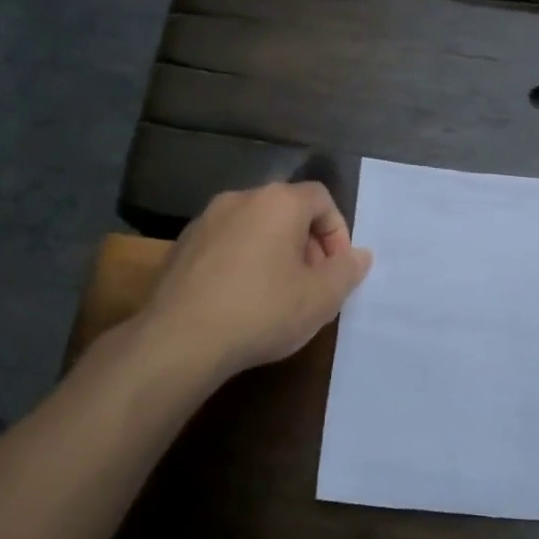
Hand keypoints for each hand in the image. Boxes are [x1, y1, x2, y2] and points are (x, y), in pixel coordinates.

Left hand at [144, 182, 372, 377]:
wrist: (179, 340)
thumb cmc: (262, 311)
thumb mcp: (321, 298)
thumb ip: (347, 271)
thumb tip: (359, 255)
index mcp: (278, 202)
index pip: (322, 198)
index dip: (338, 232)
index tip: (336, 269)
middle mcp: (240, 199)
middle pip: (287, 210)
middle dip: (307, 244)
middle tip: (311, 285)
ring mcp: (205, 220)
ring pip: (255, 227)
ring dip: (274, 253)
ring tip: (276, 295)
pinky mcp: (181, 246)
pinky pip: (226, 244)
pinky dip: (242, 262)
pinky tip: (240, 300)